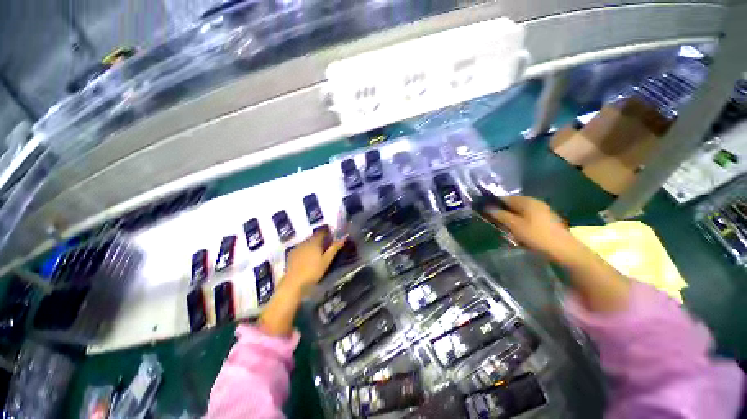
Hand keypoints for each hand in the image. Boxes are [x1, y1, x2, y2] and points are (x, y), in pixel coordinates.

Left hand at [283, 230, 345, 294]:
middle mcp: (305, 241)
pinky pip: (301, 247)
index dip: (327, 232)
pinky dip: (306, 249)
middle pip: (314, 236)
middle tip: (327, 245)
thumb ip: (334, 248)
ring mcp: (297, 247)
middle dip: (320, 238)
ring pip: (307, 242)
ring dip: (313, 243)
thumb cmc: (313, 271)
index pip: (322, 232)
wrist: (294, 283)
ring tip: (318, 251)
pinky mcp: (291, 254)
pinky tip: (308, 256)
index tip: (332, 236)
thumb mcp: (327, 260)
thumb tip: (343, 238)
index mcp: (314, 242)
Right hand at [484, 196, 582, 262]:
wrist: (564, 250)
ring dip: (511, 218)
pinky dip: (520, 222)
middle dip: (502, 212)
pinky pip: (527, 217)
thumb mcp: (514, 225)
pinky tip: (518, 231)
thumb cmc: (536, 235)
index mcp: (526, 201)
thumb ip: (500, 215)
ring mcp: (542, 210)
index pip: (504, 198)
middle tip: (494, 222)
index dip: (493, 204)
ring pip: (520, 212)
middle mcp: (535, 202)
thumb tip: (487, 207)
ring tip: (505, 228)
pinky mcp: (546, 219)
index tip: (485, 212)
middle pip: (512, 204)